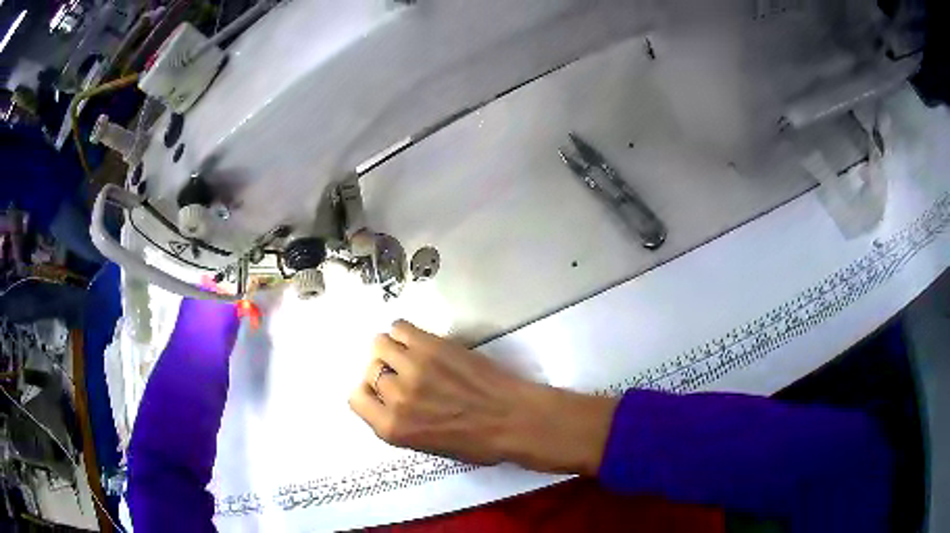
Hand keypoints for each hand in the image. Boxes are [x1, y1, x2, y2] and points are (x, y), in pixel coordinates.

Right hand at [349, 321, 618, 474]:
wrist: (515, 419)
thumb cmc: (477, 442)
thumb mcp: (427, 446)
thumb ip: (398, 423)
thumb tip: (385, 399)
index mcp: (392, 429)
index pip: (355, 399)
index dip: (369, 394)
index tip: (384, 393)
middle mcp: (396, 397)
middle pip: (370, 371)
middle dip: (384, 374)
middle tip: (407, 376)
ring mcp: (413, 367)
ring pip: (379, 344)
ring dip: (391, 350)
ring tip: (412, 356)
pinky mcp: (432, 345)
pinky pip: (399, 326)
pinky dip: (404, 332)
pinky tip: (420, 343)